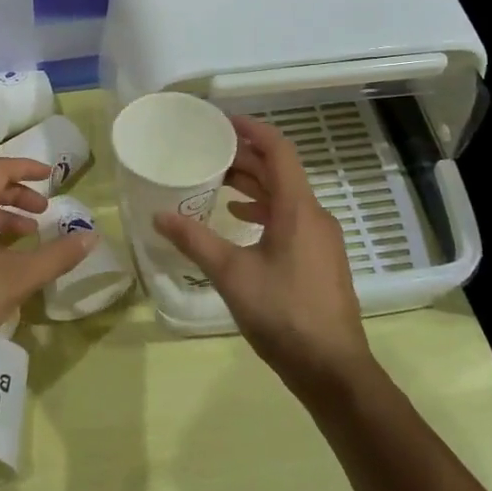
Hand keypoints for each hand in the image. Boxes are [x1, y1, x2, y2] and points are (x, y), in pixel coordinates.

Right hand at [154, 114, 374, 397]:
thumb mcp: (231, 274)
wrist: (333, 370)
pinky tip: (239, 220)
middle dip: (244, 158)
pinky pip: (290, 218)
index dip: (252, 130)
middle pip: (280, 172)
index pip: (278, 151)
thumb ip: (194, 240)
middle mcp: (313, 215)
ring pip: (285, 196)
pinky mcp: (319, 258)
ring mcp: (320, 238)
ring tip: (215, 183)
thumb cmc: (283, 313)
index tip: (221, 121)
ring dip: (253, 185)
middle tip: (207, 152)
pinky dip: (263, 210)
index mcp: (297, 208)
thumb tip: (158, 216)